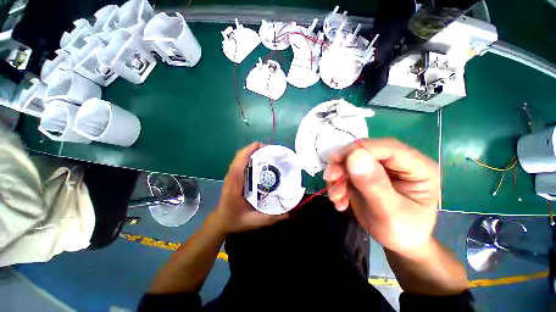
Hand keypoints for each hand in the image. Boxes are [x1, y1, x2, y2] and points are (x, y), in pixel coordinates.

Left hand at [210, 142, 287, 234]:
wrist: (221, 222)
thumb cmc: (234, 220)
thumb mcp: (253, 221)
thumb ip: (271, 218)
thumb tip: (288, 213)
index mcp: (235, 182)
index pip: (240, 160)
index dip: (252, 150)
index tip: (267, 148)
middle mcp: (232, 175)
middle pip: (242, 154)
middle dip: (256, 149)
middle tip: (272, 152)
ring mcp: (233, 175)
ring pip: (242, 157)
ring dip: (254, 152)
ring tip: (269, 155)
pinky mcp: (235, 176)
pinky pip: (242, 162)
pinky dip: (251, 158)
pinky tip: (262, 163)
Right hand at [324, 138, 439, 255]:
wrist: (396, 243)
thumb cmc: (401, 232)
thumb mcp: (389, 213)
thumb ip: (374, 185)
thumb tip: (355, 156)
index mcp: (417, 168)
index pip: (386, 147)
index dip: (359, 150)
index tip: (336, 161)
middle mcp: (397, 163)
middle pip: (364, 151)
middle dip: (343, 164)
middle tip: (329, 178)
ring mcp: (380, 168)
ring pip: (350, 160)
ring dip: (338, 177)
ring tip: (336, 197)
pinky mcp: (366, 175)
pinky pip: (345, 171)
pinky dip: (337, 184)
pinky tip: (339, 201)